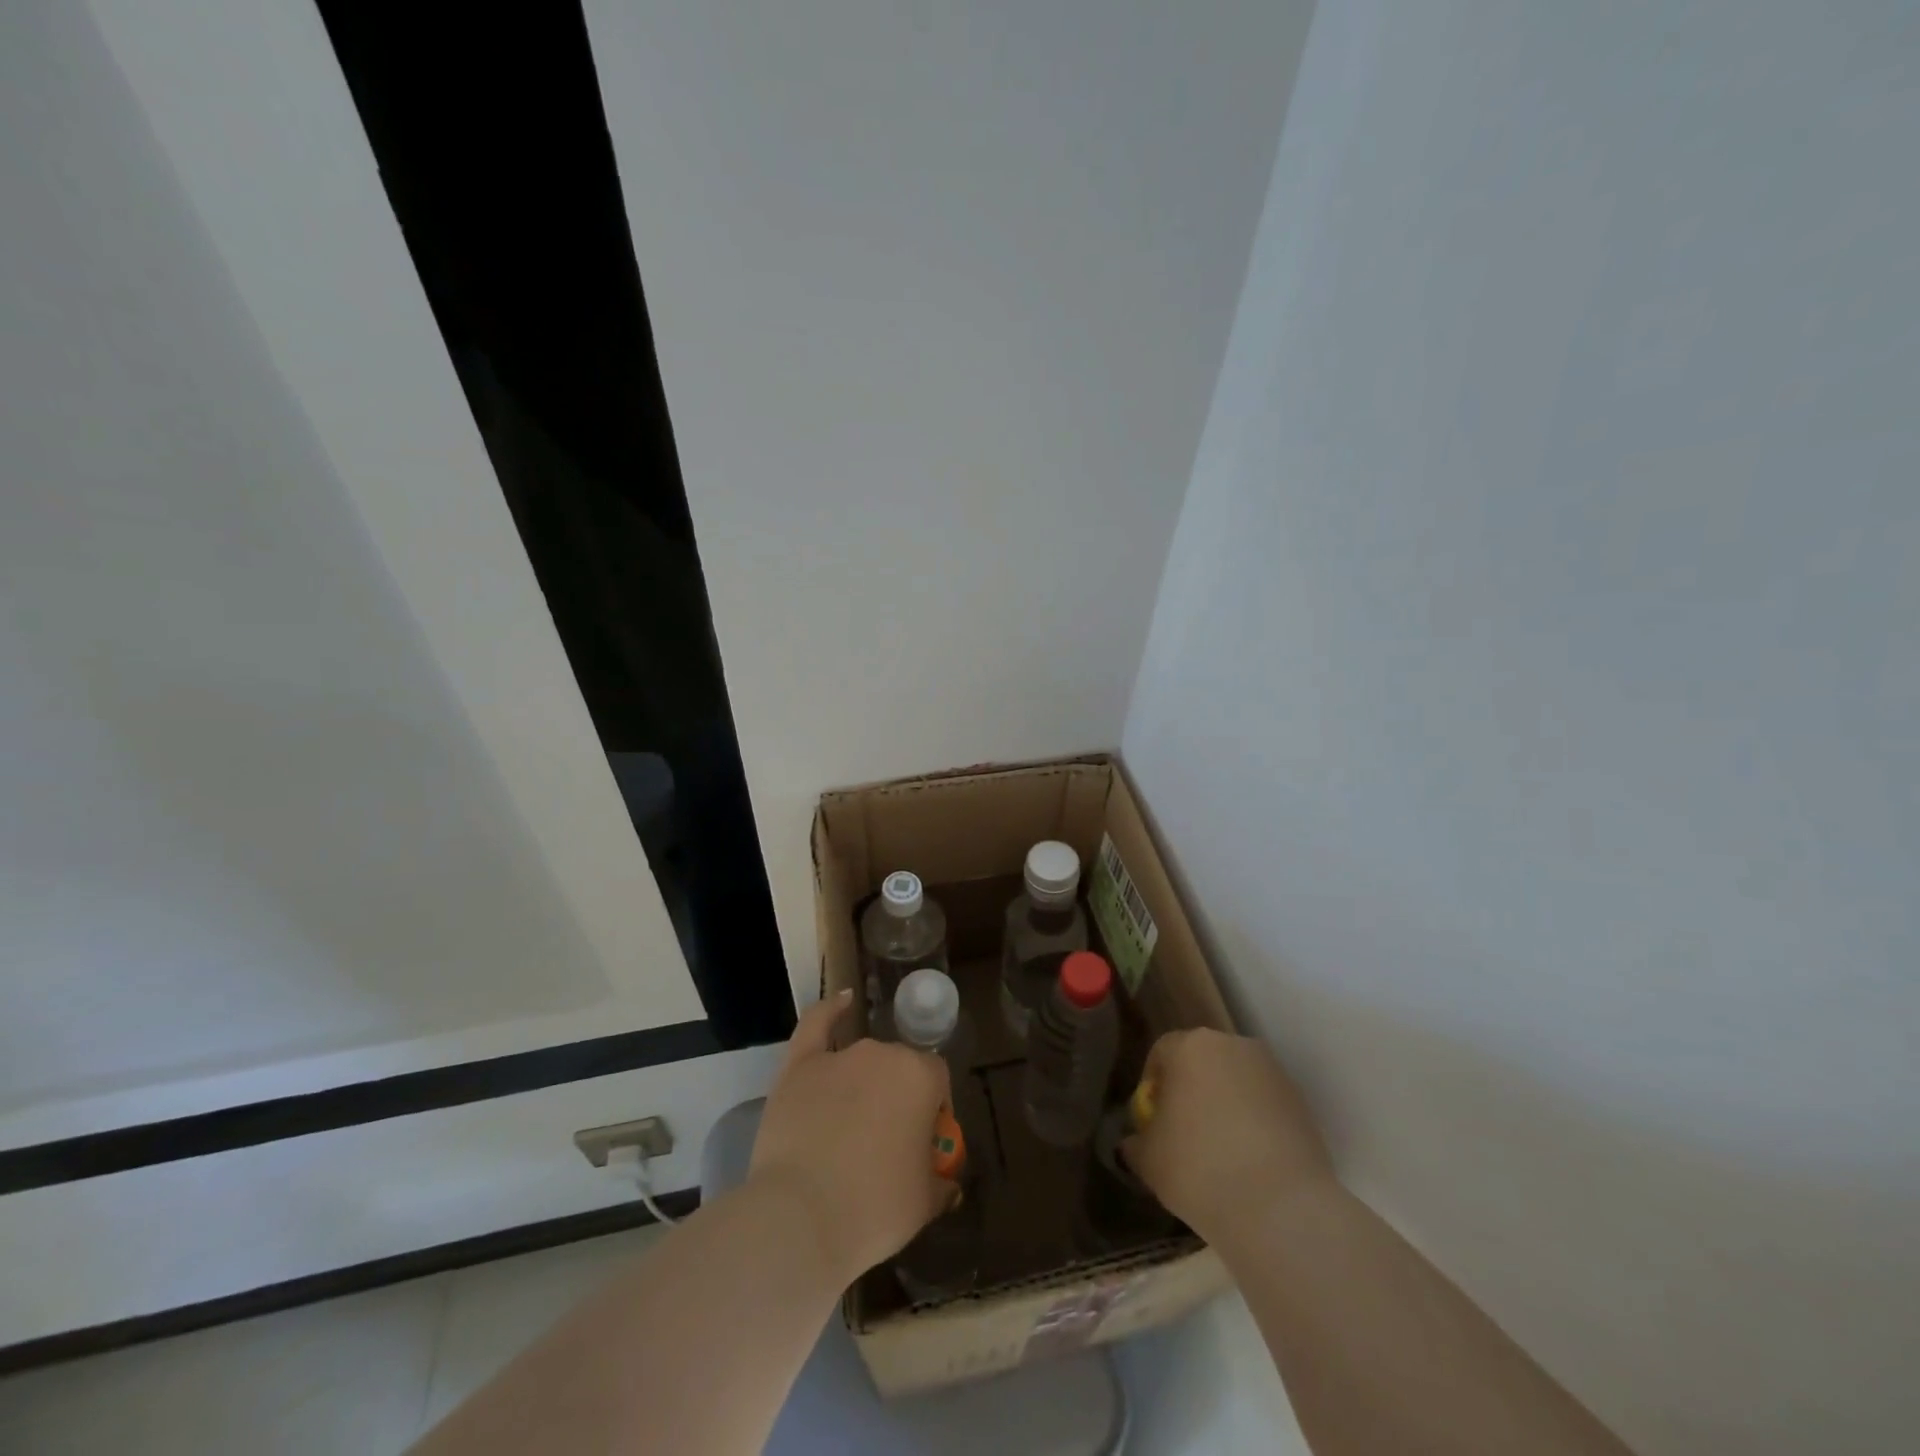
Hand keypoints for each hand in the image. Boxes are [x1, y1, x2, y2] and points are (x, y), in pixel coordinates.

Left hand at [749, 989, 952, 1284]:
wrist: (800, 1219)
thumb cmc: (873, 1209)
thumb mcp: (924, 1204)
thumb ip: (940, 1183)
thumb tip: (947, 1183)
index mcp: (920, 1077)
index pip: (937, 1082)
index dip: (933, 1112)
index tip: (923, 1146)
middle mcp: (883, 1054)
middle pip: (899, 1069)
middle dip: (898, 1099)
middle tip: (886, 1144)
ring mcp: (839, 1056)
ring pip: (863, 1060)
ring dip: (865, 1083)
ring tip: (853, 1126)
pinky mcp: (799, 1065)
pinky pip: (818, 1024)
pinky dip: (832, 1010)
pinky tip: (843, 1000)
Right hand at [1123, 1028, 1334, 1244]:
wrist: (1281, 1209)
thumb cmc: (1199, 1169)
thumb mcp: (1148, 1160)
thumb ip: (1137, 1141)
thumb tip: (1136, 1141)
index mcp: (1190, 1046)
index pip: (1162, 1052)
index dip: (1153, 1085)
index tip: (1154, 1120)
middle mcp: (1233, 1045)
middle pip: (1202, 1061)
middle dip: (1191, 1090)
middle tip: (1185, 1133)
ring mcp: (1272, 1071)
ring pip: (1236, 1081)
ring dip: (1225, 1104)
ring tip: (1221, 1151)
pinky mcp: (1301, 1102)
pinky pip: (1265, 1104)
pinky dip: (1255, 1123)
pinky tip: (1252, 1162)